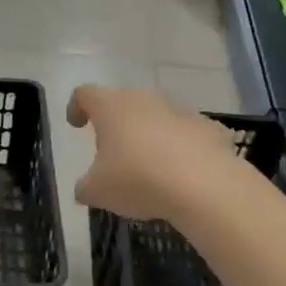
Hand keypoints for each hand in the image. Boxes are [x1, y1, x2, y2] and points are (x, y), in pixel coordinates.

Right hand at [67, 86, 250, 222]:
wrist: (206, 186)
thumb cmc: (138, 180)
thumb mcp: (97, 192)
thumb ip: (85, 186)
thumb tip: (85, 188)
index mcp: (111, 107)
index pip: (84, 94)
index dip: (76, 107)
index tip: (77, 125)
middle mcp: (144, 99)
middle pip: (122, 104)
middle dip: (115, 125)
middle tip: (112, 155)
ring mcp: (180, 110)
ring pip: (156, 117)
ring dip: (149, 135)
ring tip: (149, 168)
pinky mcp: (209, 127)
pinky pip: (187, 134)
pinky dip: (180, 148)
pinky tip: (181, 174)